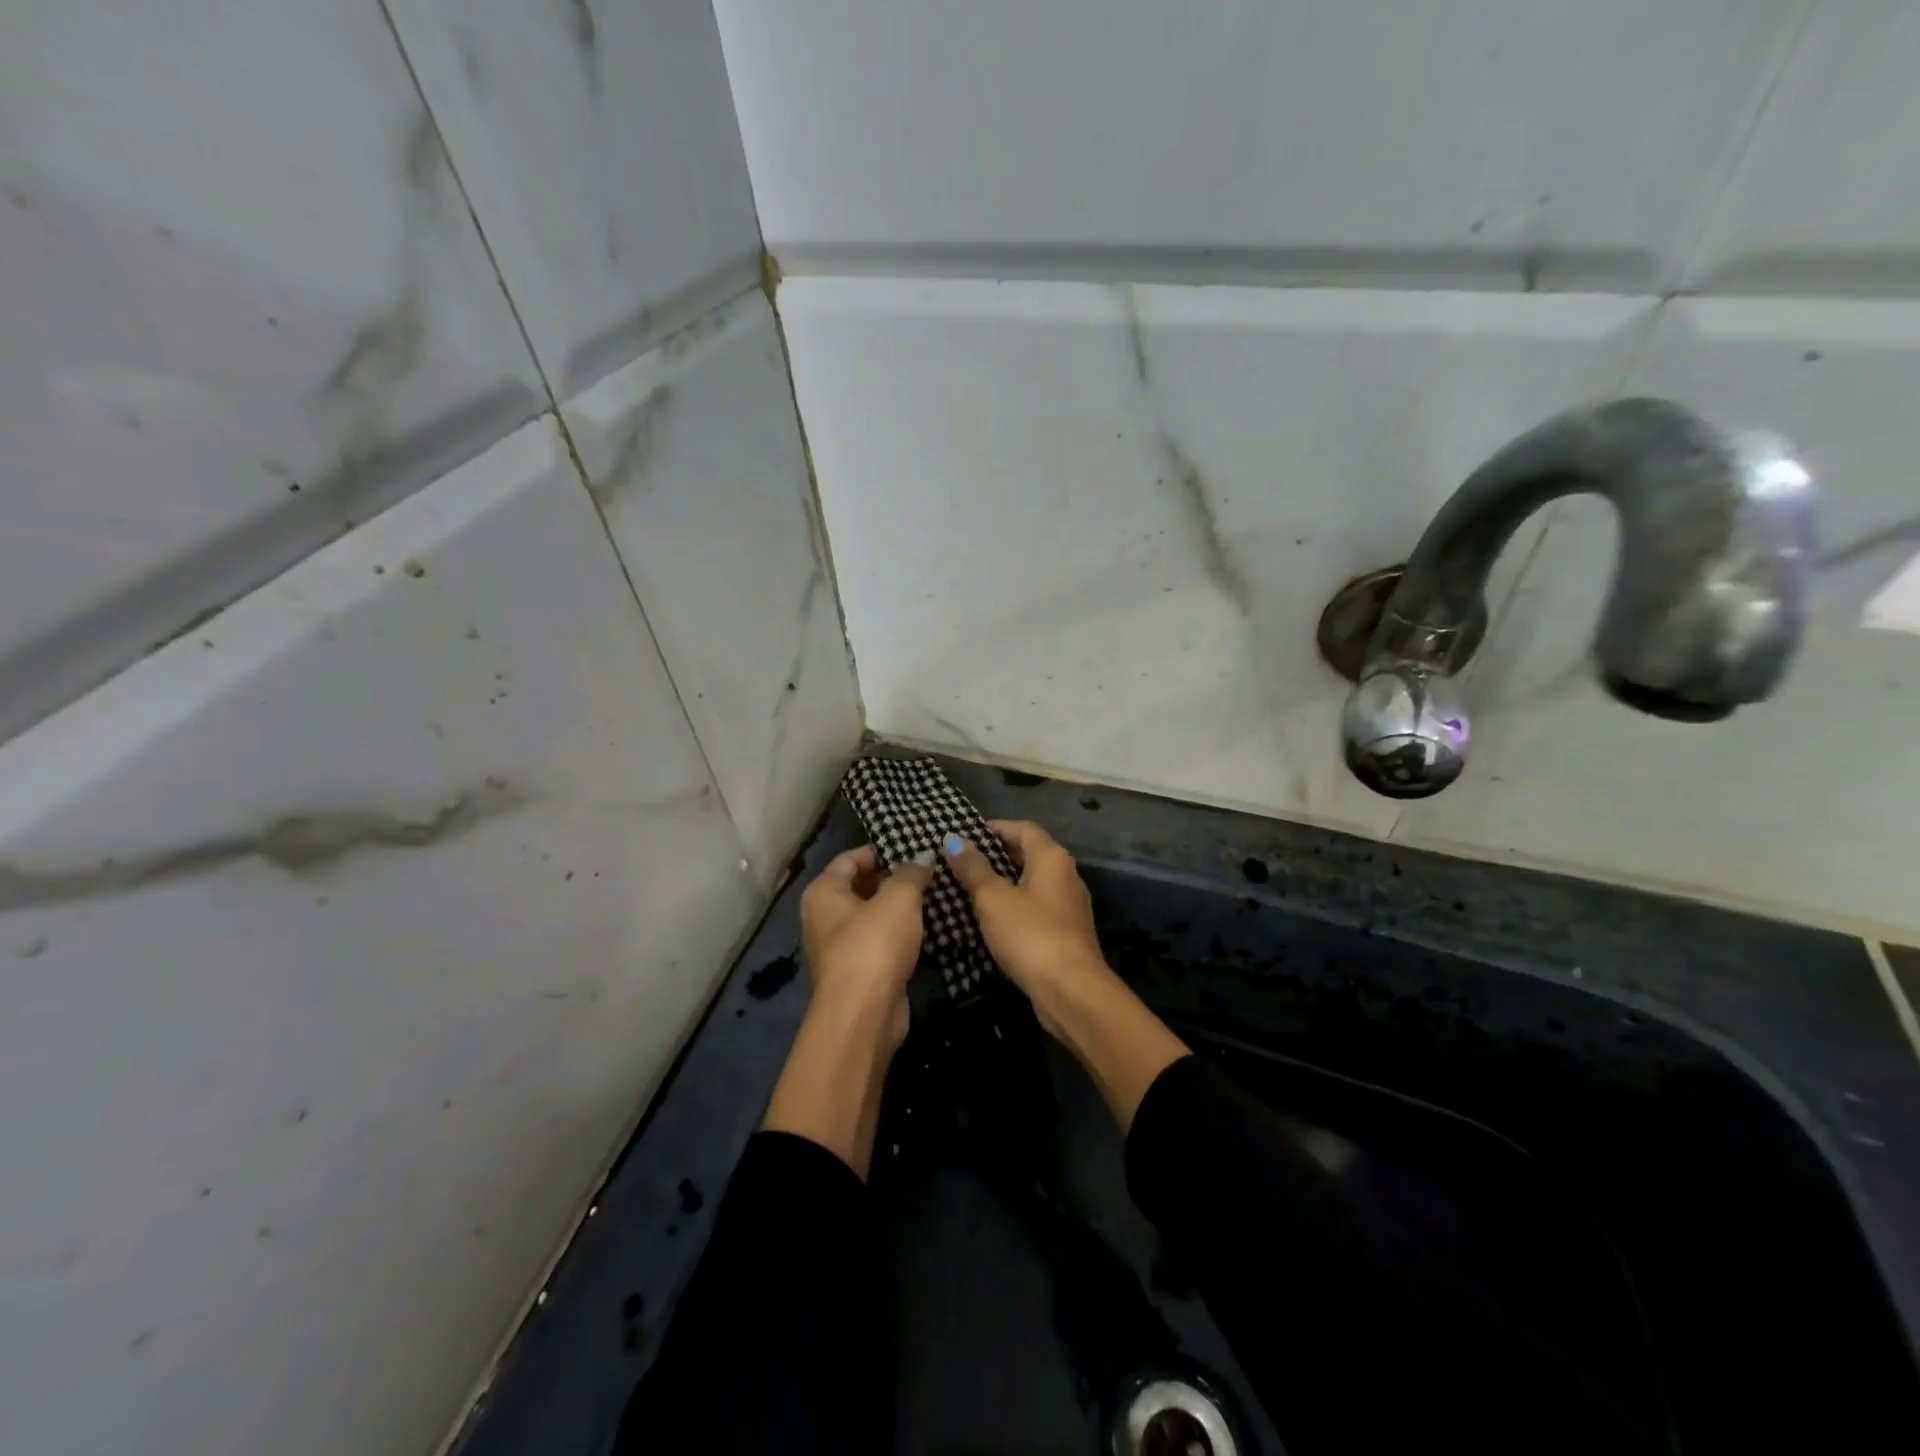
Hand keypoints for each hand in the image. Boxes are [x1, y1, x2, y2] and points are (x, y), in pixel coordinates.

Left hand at [799, 844, 932, 1050]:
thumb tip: (924, 856)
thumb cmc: (873, 945)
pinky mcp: (861, 971)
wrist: (864, 1015)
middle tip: (931, 869)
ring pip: (874, 916)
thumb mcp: (899, 899)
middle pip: (862, 886)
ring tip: (936, 894)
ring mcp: (841, 947)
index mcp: (823, 892)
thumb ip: (912, 873)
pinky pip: (882, 942)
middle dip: (895, 878)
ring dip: (901, 907)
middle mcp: (825, 917)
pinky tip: (930, 927)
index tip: (914, 847)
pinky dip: (902, 934)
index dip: (881, 850)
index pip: (850, 858)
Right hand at [942, 820, 1107, 1005]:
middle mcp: (1066, 874)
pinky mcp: (1067, 931)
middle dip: (995, 855)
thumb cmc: (1030, 934)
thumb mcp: (992, 898)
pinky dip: (1014, 905)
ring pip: (1031, 882)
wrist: (1071, 990)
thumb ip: (973, 867)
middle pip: (1028, 853)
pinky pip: (1036, 906)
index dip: (993, 828)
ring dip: (1003, 882)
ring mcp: (1069, 904)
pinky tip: (991, 918)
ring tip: (969, 889)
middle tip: (961, 862)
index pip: (1022, 828)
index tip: (964, 835)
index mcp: (1051, 857)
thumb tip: (954, 840)